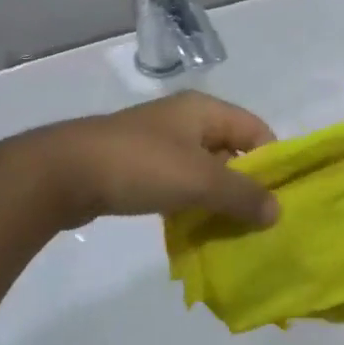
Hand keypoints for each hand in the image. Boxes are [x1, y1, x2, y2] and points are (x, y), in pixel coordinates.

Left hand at [24, 92, 278, 230]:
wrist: (64, 172)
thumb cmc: (140, 165)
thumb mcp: (200, 180)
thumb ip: (242, 195)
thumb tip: (277, 211)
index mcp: (204, 110)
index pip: (256, 130)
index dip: (273, 163)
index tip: (279, 201)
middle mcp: (185, 121)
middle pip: (232, 152)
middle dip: (246, 187)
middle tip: (258, 224)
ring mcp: (159, 144)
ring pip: (204, 172)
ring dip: (217, 200)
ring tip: (230, 234)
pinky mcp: (138, 167)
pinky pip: (178, 185)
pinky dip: (190, 205)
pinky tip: (193, 231)